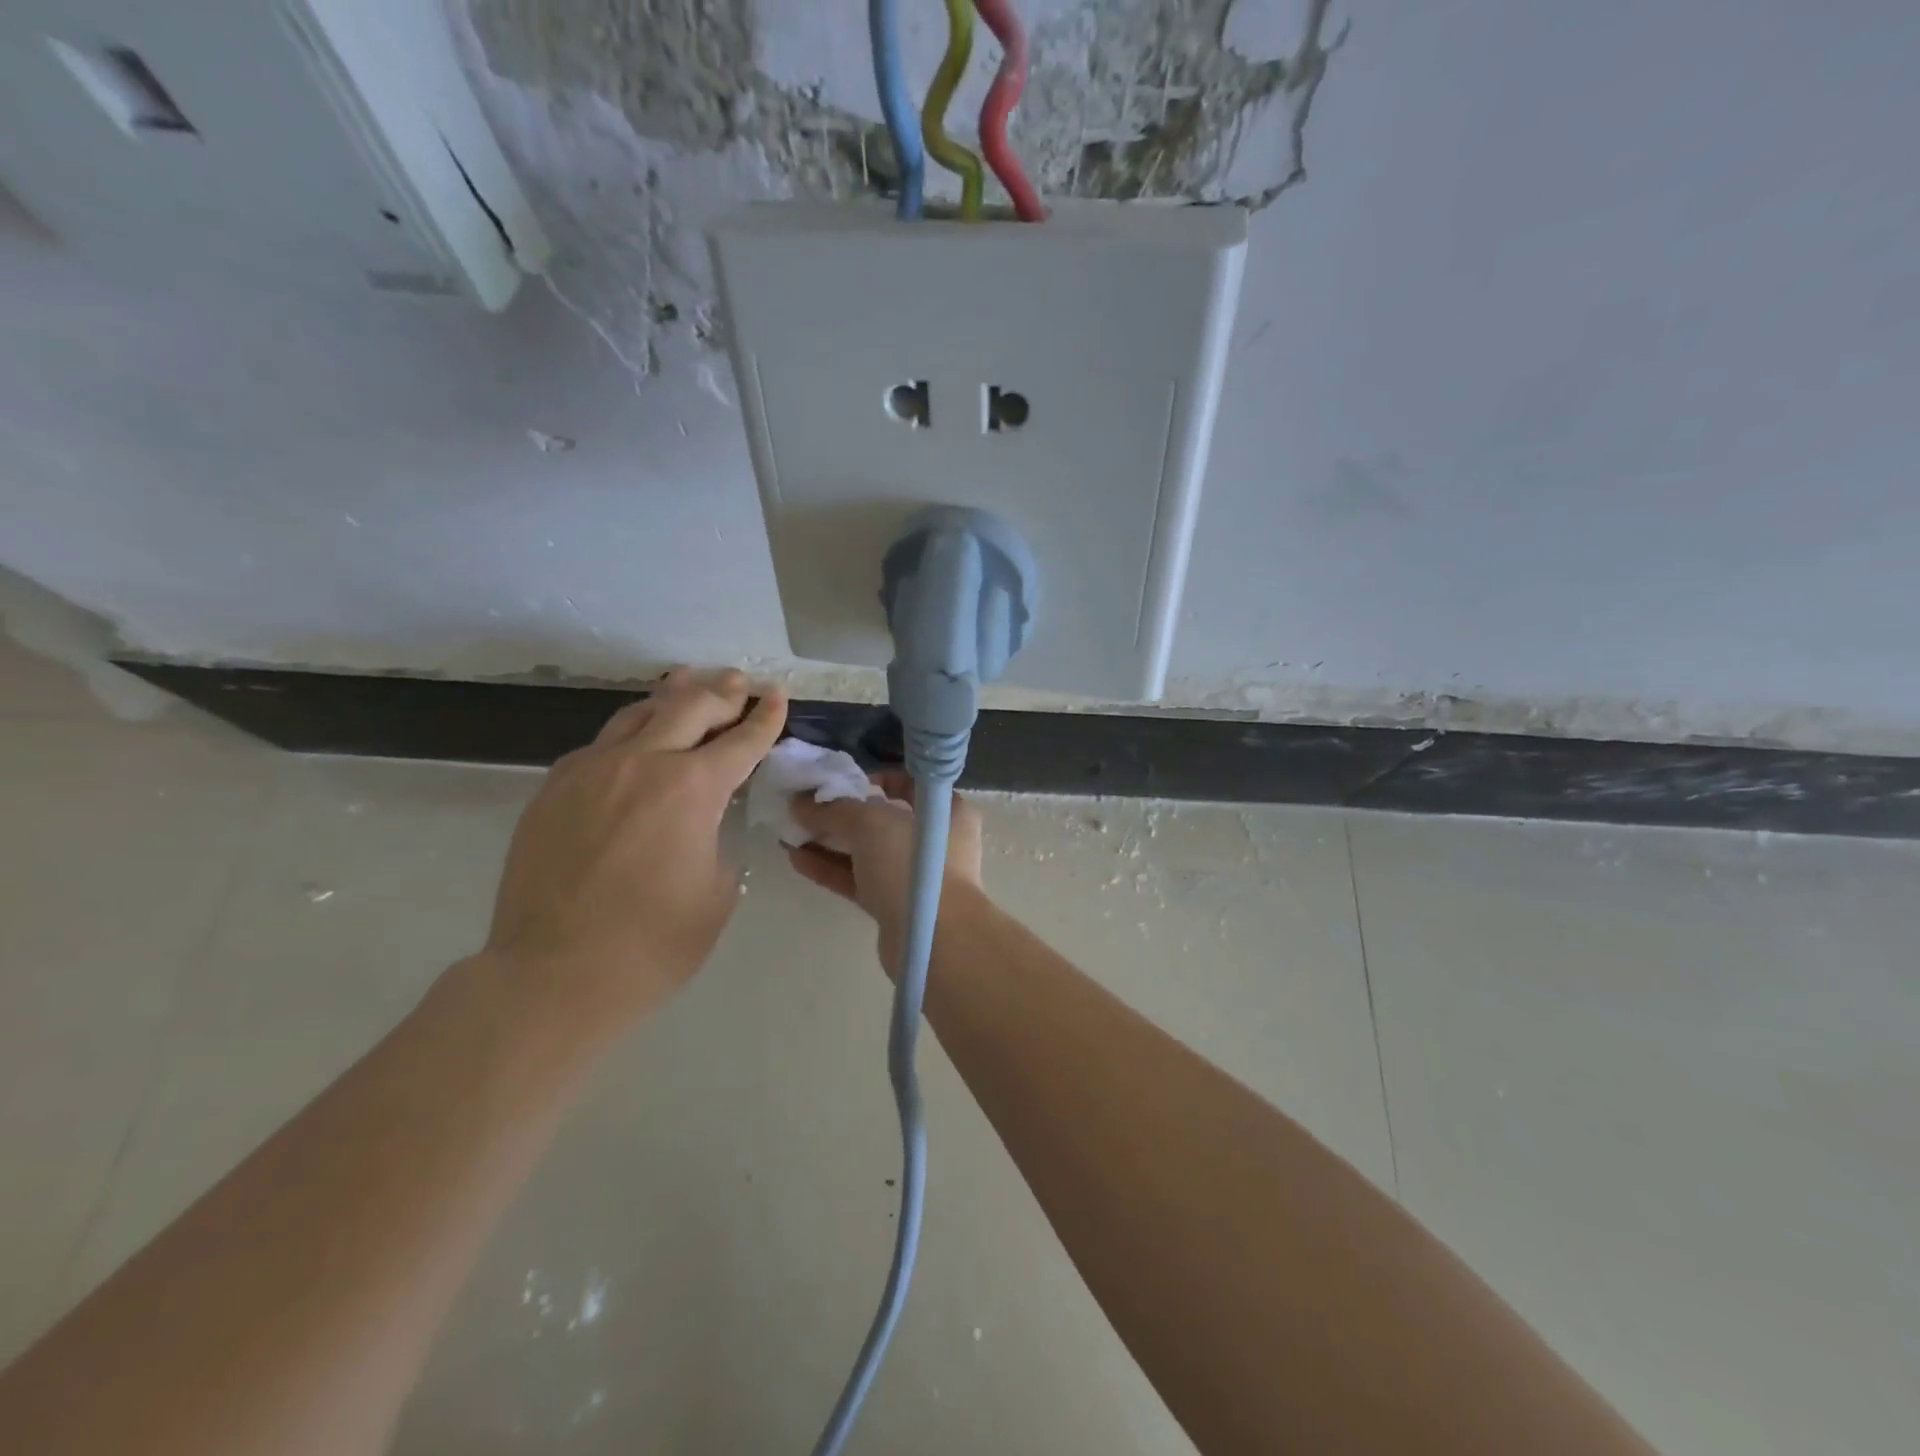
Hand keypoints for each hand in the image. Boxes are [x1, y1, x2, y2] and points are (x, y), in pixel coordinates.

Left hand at [482, 667, 786, 1030]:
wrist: (553, 975)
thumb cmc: (653, 944)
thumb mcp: (717, 891)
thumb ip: (716, 839)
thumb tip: (701, 822)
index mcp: (692, 789)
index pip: (741, 741)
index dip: (765, 718)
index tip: (777, 696)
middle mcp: (642, 764)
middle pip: (690, 707)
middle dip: (723, 693)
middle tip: (740, 683)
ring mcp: (591, 770)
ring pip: (638, 714)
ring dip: (673, 698)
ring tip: (689, 682)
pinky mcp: (554, 788)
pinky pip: (601, 744)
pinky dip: (631, 732)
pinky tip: (637, 737)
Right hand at [785, 772, 985, 973]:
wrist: (934, 939)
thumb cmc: (913, 864)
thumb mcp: (871, 823)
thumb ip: (833, 809)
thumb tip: (798, 802)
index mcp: (945, 809)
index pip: (906, 784)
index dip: (870, 780)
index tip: (837, 783)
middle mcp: (933, 839)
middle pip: (881, 819)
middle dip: (840, 813)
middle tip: (801, 807)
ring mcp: (913, 874)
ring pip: (866, 851)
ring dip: (829, 841)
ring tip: (789, 831)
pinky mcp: (894, 904)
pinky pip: (858, 879)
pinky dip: (830, 868)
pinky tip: (795, 858)